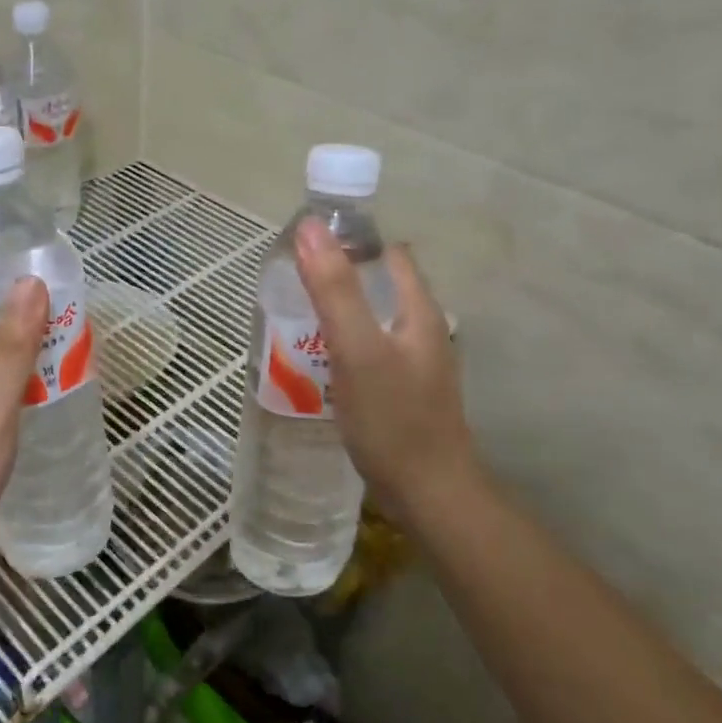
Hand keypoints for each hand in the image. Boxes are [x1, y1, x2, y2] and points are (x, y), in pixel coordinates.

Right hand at [293, 218, 475, 530]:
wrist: (429, 494)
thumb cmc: (393, 418)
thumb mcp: (357, 348)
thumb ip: (334, 289)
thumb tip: (311, 227)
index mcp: (419, 310)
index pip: (388, 254)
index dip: (350, 242)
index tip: (306, 248)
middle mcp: (422, 330)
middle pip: (379, 286)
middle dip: (338, 278)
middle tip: (292, 287)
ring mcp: (415, 363)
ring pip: (373, 320)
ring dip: (339, 313)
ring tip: (296, 322)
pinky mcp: (403, 391)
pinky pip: (369, 351)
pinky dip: (344, 346)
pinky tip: (319, 363)